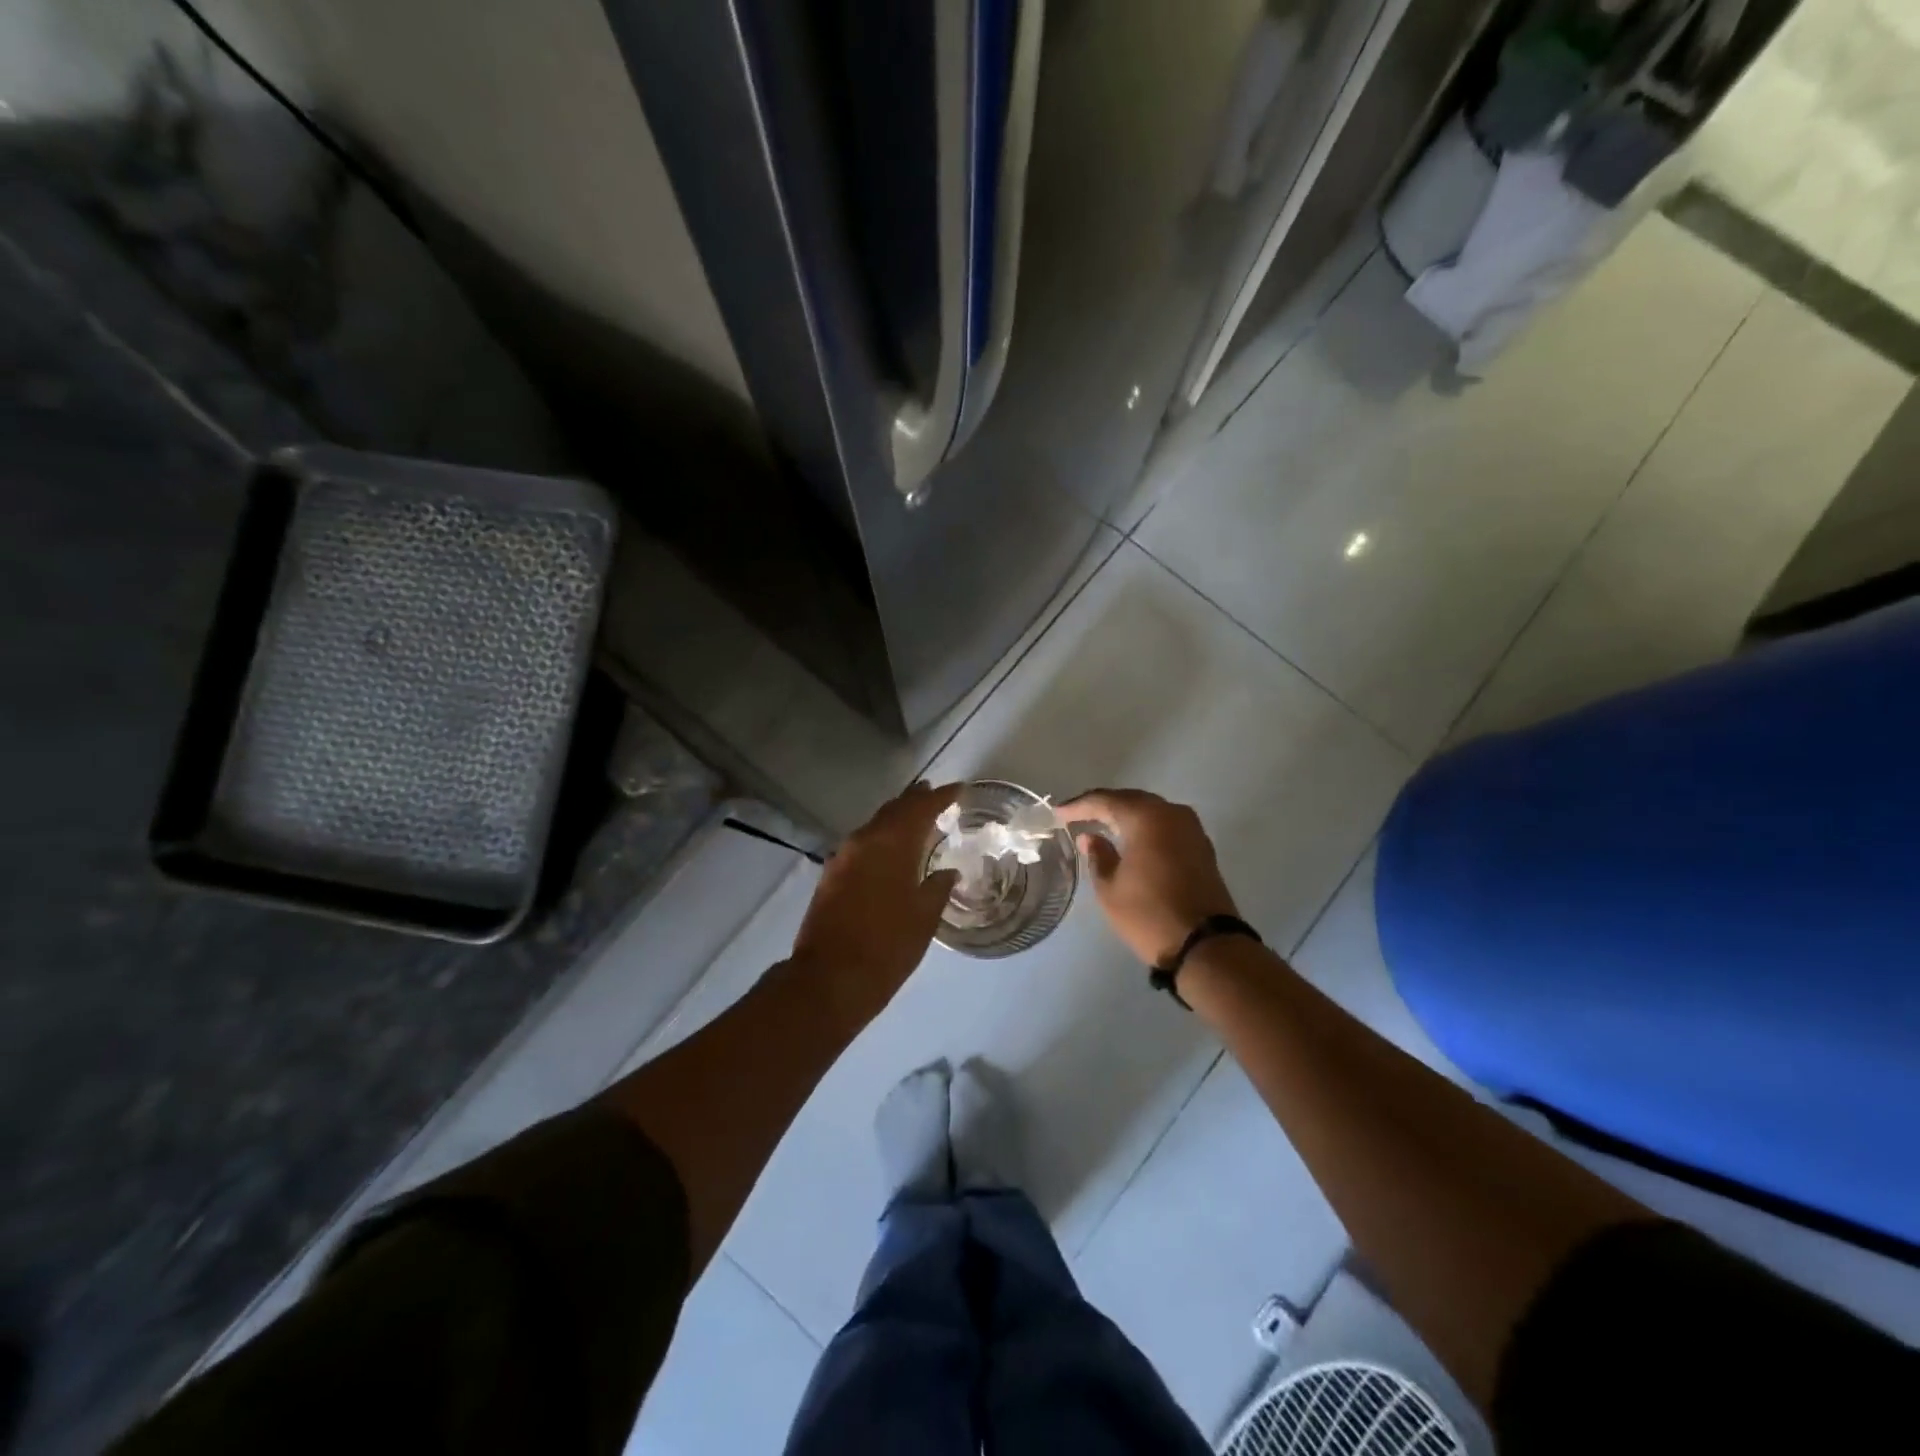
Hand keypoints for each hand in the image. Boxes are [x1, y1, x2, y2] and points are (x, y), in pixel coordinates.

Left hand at [790, 782, 960, 1023]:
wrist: (830, 979)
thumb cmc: (887, 947)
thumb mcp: (924, 918)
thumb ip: (937, 887)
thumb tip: (946, 871)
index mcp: (892, 844)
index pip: (921, 808)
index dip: (942, 797)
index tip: (959, 789)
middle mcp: (864, 841)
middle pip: (893, 810)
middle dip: (915, 800)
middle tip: (934, 794)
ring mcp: (842, 857)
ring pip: (874, 826)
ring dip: (895, 819)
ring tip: (916, 819)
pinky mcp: (830, 875)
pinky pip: (861, 844)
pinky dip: (880, 839)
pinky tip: (889, 850)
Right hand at [1059, 788, 1238, 965]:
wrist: (1206, 945)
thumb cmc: (1149, 914)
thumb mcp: (1110, 888)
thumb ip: (1097, 856)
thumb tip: (1090, 837)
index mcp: (1146, 817)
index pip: (1105, 800)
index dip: (1079, 806)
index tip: (1058, 813)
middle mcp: (1172, 813)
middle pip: (1131, 800)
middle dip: (1103, 806)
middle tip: (1077, 815)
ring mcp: (1191, 829)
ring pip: (1151, 811)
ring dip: (1126, 816)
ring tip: (1101, 825)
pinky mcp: (1201, 847)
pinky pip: (1165, 825)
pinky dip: (1145, 828)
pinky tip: (1130, 840)